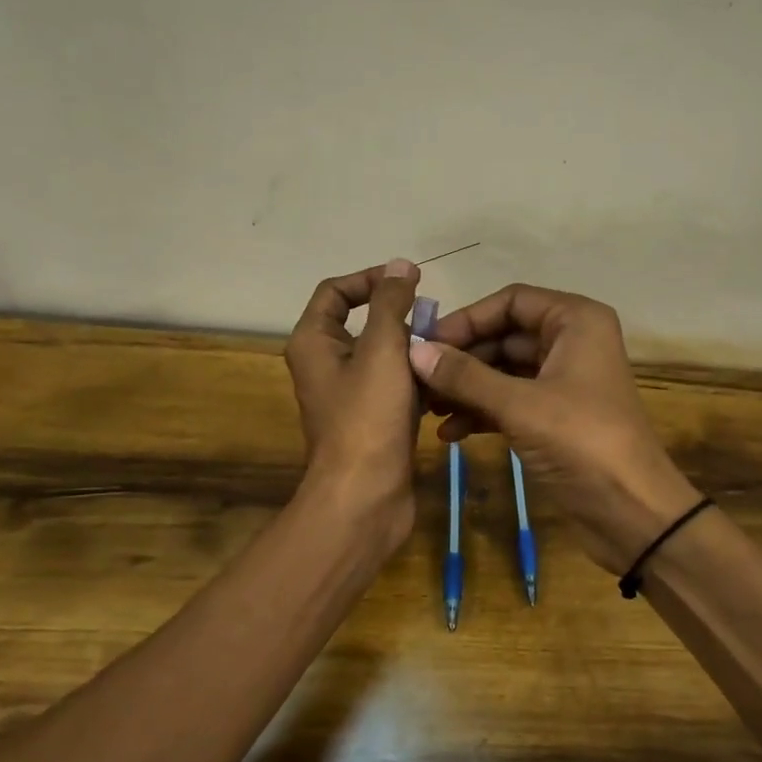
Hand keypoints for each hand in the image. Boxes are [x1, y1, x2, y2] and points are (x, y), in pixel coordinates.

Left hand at [283, 259, 422, 549]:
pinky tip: (447, 382)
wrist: (365, 495)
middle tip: (436, 318)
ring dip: (415, 350)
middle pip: (364, 323)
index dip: (370, 279)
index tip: (410, 280)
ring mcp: (350, 395)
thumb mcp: (381, 350)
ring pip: (385, 356)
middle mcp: (326, 364)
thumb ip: (391, 304)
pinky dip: (418, 380)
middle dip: (401, 317)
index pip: (336, 292)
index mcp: (314, 342)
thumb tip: (400, 266)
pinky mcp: (373, 419)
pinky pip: (396, 386)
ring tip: (448, 349)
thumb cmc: (367, 417)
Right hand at [408, 285, 701, 573]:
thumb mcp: (519, 405)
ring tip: (427, 409)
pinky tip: (449, 433)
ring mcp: (563, 380)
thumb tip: (414, 350)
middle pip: (504, 336)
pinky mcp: (556, 416)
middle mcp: (571, 342)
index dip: (468, 319)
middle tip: (417, 380)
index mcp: (575, 321)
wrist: (634, 511)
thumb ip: (465, 376)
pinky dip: (481, 412)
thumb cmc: (582, 442)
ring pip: (503, 371)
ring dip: (466, 388)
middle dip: (461, 359)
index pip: (511, 301)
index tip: (427, 344)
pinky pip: (510, 401)